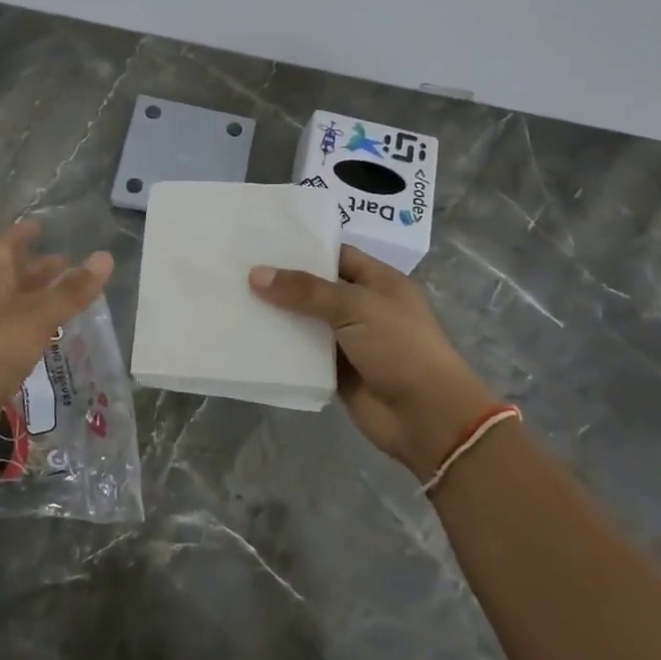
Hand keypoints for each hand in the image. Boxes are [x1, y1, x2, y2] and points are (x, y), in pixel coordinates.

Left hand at [0, 221, 112, 459]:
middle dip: (36, 268)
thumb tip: (105, 257)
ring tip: (66, 297)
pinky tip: (52, 334)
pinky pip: (19, 333)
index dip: (19, 235)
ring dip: (38, 297)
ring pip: (16, 306)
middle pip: (11, 278)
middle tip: (63, 263)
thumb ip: (71, 290)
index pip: (3, 249)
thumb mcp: (38, 316)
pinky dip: (37, 326)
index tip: (38, 225)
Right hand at [249, 246, 495, 479]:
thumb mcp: (355, 306)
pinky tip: (249, 337)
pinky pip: (304, 355)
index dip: (304, 247)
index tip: (263, 242)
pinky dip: (282, 348)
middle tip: (237, 267)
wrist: (427, 417)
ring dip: (278, 315)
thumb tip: (256, 275)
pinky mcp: (337, 372)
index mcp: (379, 282)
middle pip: (316, 288)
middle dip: (283, 282)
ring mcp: (350, 341)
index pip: (336, 254)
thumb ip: (305, 290)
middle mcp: (363, 307)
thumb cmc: (400, 347)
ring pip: (306, 322)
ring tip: (234, 299)